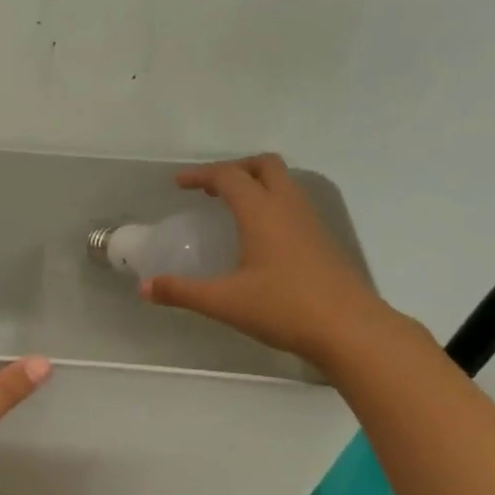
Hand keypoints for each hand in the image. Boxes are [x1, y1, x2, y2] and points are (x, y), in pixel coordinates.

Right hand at [142, 154, 396, 366]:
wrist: (350, 329)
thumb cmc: (284, 308)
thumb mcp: (224, 302)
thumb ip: (182, 292)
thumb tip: (144, 288)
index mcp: (261, 212)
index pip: (228, 177)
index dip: (200, 175)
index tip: (179, 184)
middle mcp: (288, 207)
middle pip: (264, 166)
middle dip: (235, 169)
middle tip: (211, 189)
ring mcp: (311, 223)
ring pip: (284, 183)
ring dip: (257, 184)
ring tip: (233, 208)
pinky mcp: (324, 241)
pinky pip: (294, 205)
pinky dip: (272, 205)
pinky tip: (261, 236)